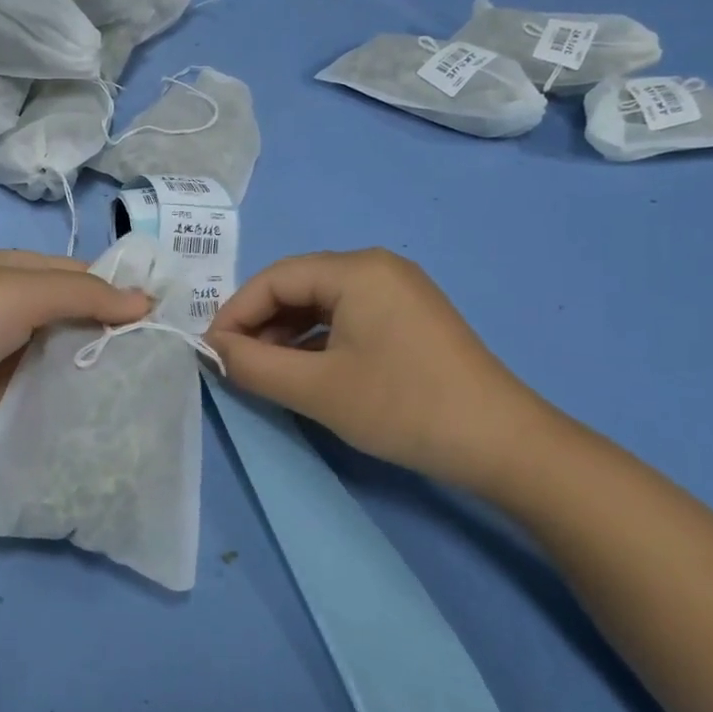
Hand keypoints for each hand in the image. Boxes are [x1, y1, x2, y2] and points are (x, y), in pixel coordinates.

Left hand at [0, 250, 150, 451]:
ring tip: (151, 397)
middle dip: (116, 340)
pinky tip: (112, 425)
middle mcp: (18, 314)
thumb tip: (145, 300)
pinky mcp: (0, 405)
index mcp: (19, 275)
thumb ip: (84, 296)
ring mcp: (8, 361)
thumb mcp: (20, 291)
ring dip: (98, 378)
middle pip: (78, 324)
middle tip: (167, 365)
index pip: (84, 278)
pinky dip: (72, 411)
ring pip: (66, 366)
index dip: (123, 293)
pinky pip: (46, 404)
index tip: (169, 318)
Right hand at [205, 249, 552, 491]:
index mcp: (356, 269)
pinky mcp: (410, 318)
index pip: (275, 278)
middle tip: (235, 365)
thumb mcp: (317, 389)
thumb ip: (253, 365)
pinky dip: (317, 342)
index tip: (210, 352)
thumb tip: (212, 349)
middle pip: (298, 286)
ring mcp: (398, 291)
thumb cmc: (402, 406)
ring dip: (287, 335)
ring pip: (322, 304)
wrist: (502, 443)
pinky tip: (306, 372)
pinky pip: (348, 318)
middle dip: (260, 324)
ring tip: (266, 372)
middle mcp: (377, 267)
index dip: (235, 313)